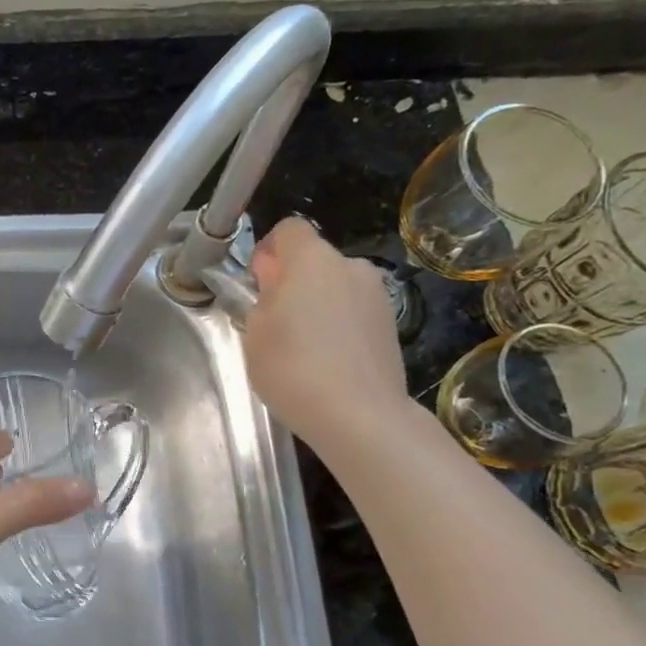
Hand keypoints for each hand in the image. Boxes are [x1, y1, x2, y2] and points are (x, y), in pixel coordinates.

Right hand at [243, 218, 411, 449]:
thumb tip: (275, 284)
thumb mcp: (255, 333)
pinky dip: (339, 325)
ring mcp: (377, 295)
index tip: (258, 283)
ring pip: (336, 286)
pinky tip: (329, 361)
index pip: (288, 229)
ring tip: (304, 347)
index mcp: (312, 260)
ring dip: (318, 303)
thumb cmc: (293, 368)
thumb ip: (263, 298)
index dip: (268, 250)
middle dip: (293, 281)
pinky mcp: (391, 324)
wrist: (360, 415)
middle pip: (314, 260)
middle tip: (276, 322)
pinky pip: (354, 311)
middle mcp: (350, 266)